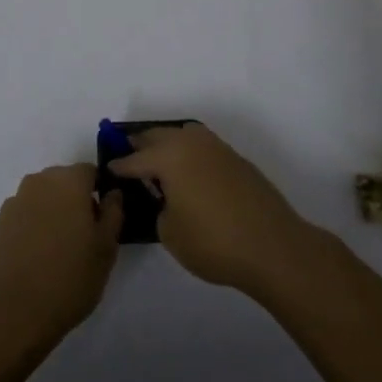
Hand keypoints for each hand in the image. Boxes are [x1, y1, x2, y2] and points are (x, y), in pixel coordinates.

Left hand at [0, 165, 122, 357]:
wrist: (12, 312)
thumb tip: (112, 193)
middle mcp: (39, 182)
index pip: (90, 172)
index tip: (104, 219)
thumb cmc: (69, 278)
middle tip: (85, 236)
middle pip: (64, 181)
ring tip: (60, 249)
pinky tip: (38, 256)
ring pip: (44, 197)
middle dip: (76, 200)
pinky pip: (25, 214)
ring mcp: (15, 201)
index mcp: (68, 181)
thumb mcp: (106, 248)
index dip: (100, 191)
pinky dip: (35, 226)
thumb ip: (113, 212)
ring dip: (54, 212)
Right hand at [107, 123, 313, 295]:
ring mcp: (218, 149)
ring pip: (185, 135)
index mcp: (170, 157)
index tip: (109, 168)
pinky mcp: (237, 161)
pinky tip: (191, 173)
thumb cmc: (214, 242)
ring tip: (160, 162)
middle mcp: (192, 144)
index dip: (120, 165)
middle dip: (142, 145)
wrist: (272, 246)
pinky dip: (191, 154)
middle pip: (159, 136)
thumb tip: (167, 199)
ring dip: (169, 143)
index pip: (136, 158)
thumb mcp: (170, 233)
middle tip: (130, 157)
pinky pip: (204, 147)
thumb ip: (161, 209)